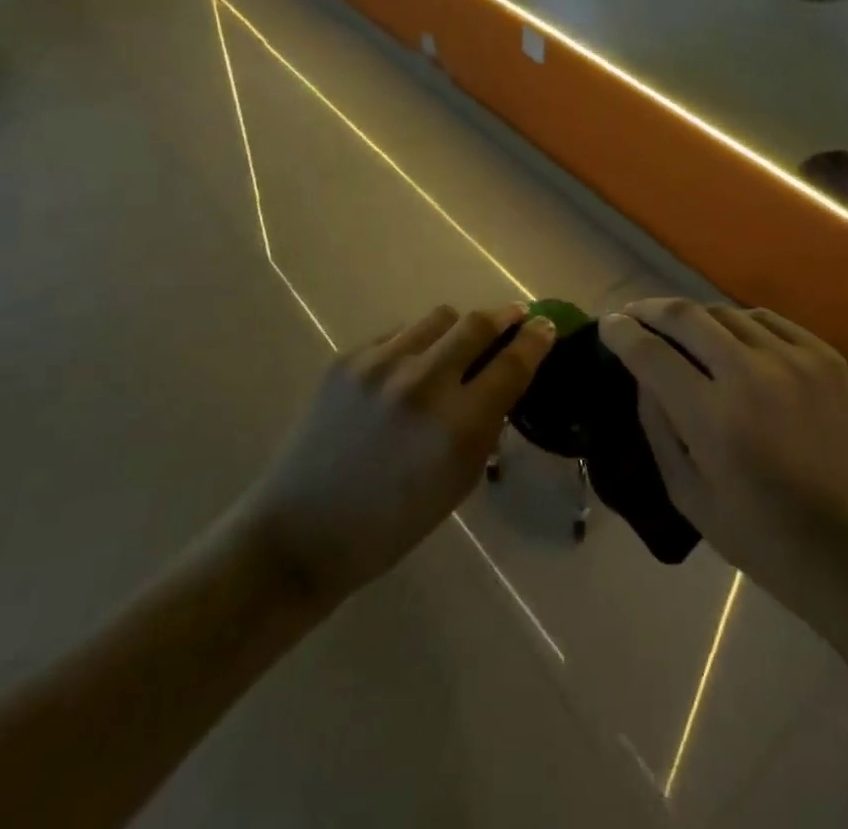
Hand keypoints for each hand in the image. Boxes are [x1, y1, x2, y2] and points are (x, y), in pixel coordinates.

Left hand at [241, 303, 555, 603]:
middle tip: (513, 317)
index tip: (546, 326)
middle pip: (478, 323)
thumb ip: (484, 426)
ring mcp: (380, 364)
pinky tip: (407, 370)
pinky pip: (399, 333)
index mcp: (456, 426)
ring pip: (439, 317)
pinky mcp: (348, 358)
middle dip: (503, 317)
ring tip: (456, 347)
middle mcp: (422, 382)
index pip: (512, 364)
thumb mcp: (456, 483)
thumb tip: (502, 379)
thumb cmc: (390, 523)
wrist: (301, 530)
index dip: (536, 340)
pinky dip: (415, 344)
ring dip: (458, 328)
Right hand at [600, 300, 847, 618]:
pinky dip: (739, 323)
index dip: (622, 333)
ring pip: (726, 312)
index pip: (651, 352)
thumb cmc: (763, 538)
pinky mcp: (826, 356)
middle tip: (634, 315)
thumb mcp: (689, 495)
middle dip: (650, 310)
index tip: (608, 324)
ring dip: (694, 317)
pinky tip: (732, 338)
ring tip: (680, 330)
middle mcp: (752, 374)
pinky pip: (767, 320)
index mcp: (714, 417)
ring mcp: (795, 359)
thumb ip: (658, 426)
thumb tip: (643, 372)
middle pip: (686, 315)